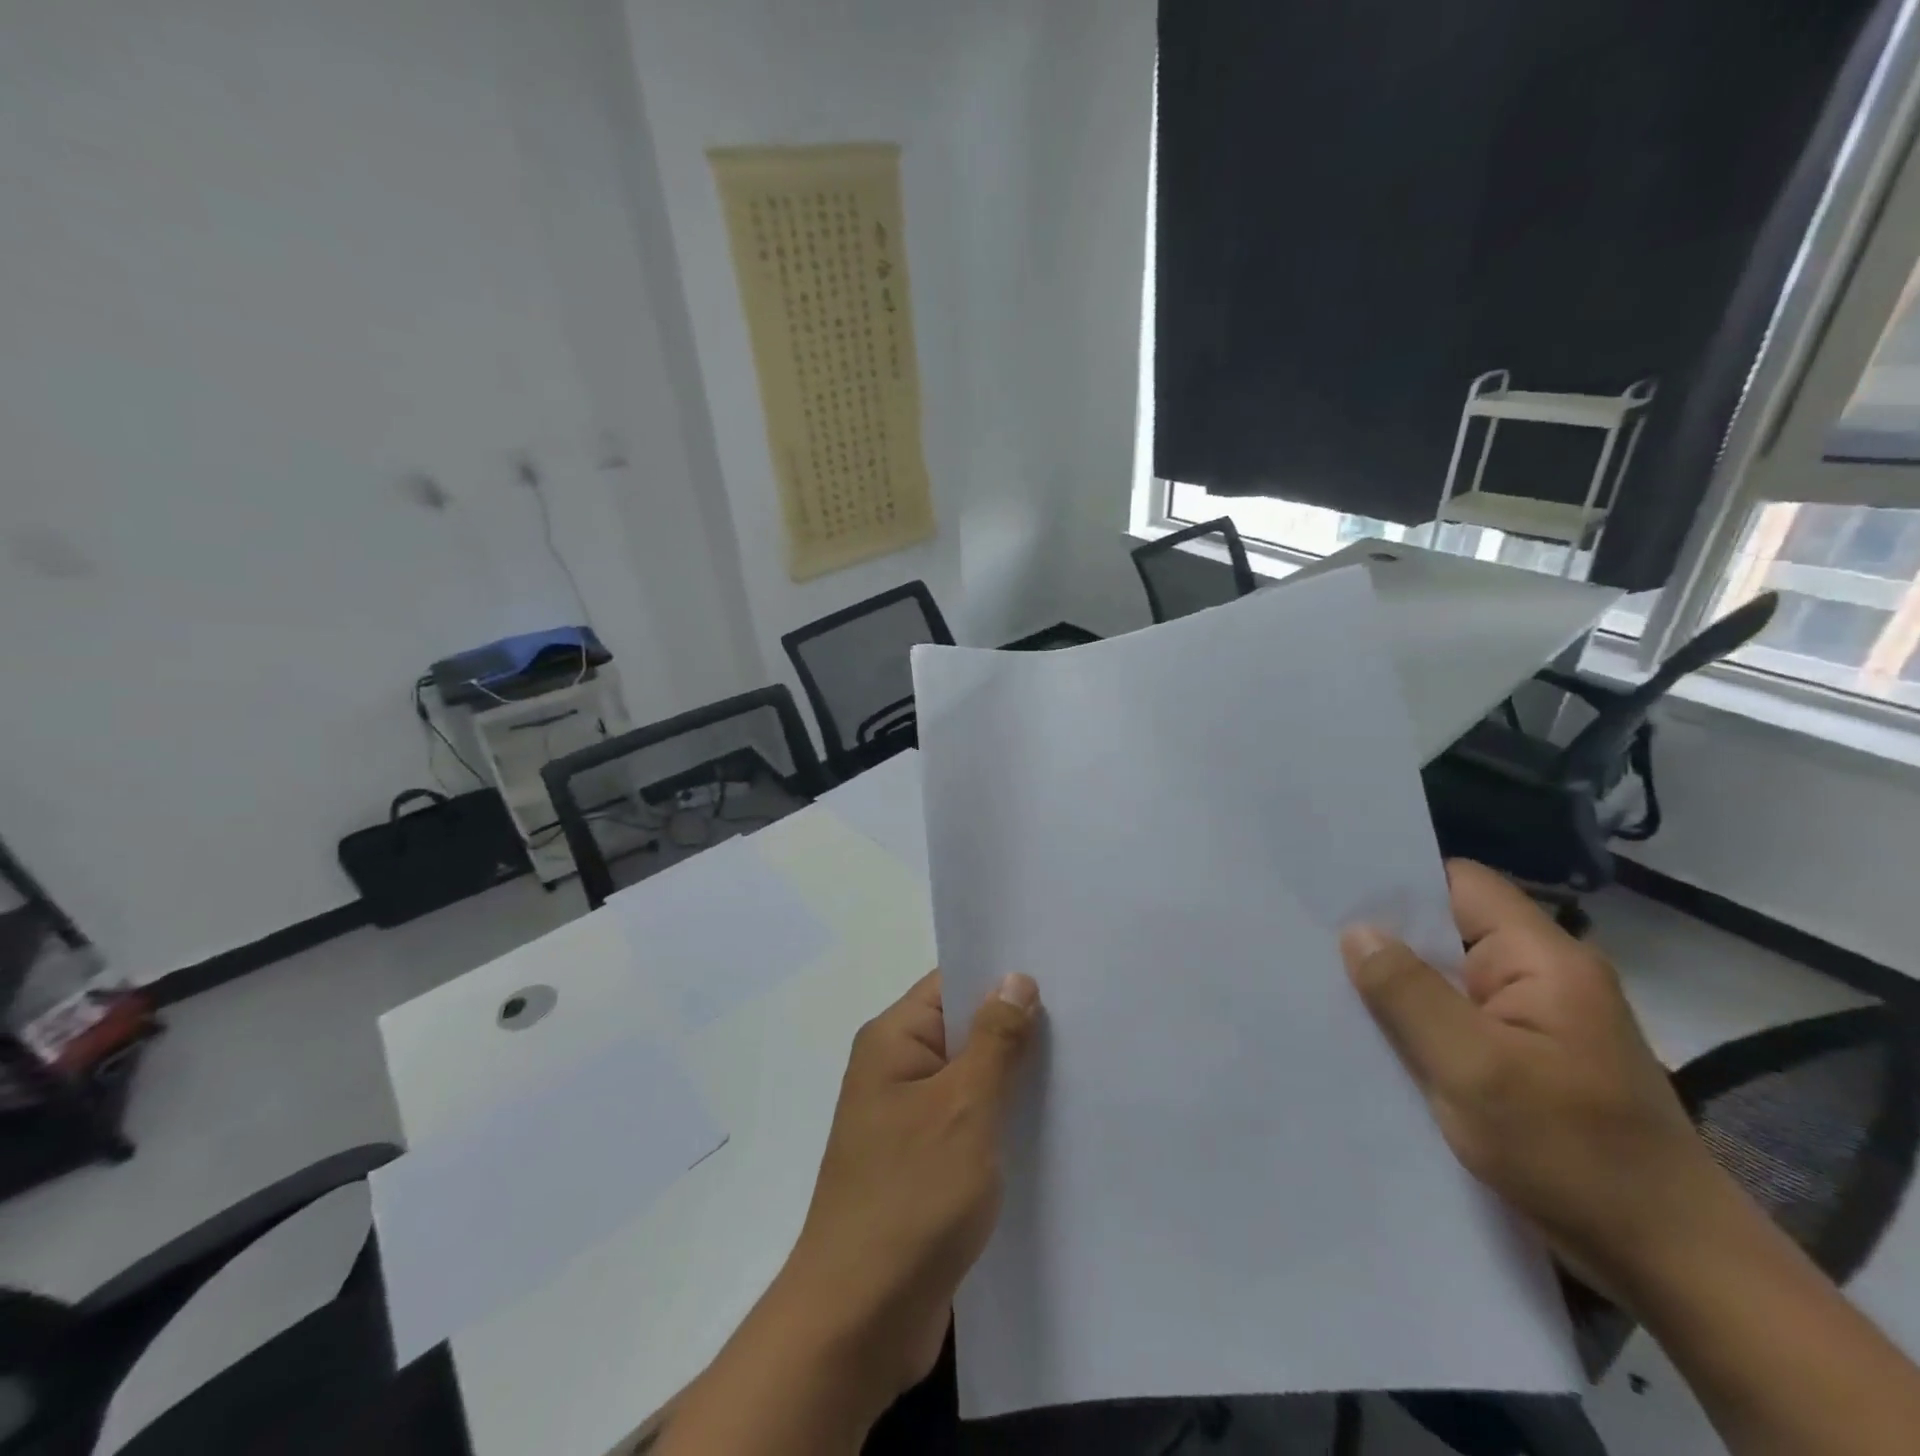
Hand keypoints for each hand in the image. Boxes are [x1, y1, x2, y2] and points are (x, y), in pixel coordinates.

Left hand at [771, 969, 1041, 1412]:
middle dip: (1017, 1026)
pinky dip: (1003, 1120)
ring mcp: (908, 1121)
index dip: (1001, 975)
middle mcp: (896, 1071)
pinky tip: (1052, 1124)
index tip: (1060, 970)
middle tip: (1086, 1017)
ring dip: (1014, 1077)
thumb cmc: (910, 1198)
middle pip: (964, 1029)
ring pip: (971, 1080)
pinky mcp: (923, 1166)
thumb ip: (995, 1040)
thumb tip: (1016, 977)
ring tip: (1082, 1064)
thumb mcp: (963, 1108)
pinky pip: (969, 1123)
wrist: (858, 1322)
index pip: (951, 984)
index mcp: (893, 1041)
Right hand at [1339, 860, 1732, 1301]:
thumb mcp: (1474, 1069)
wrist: (1673, 1265)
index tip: (1333, 893)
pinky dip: (1418, 1021)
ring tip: (1326, 981)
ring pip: (1449, 977)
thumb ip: (1409, 992)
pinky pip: (1459, 1018)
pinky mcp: (1529, 1057)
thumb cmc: (1573, 1154)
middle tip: (1311, 939)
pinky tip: (1373, 1033)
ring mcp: (1538, 1019)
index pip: (1461, 883)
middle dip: (1385, 937)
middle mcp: (1543, 976)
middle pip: (1450, 928)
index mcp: (1543, 959)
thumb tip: (1357, 931)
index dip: (1398, 882)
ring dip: (1398, 984)